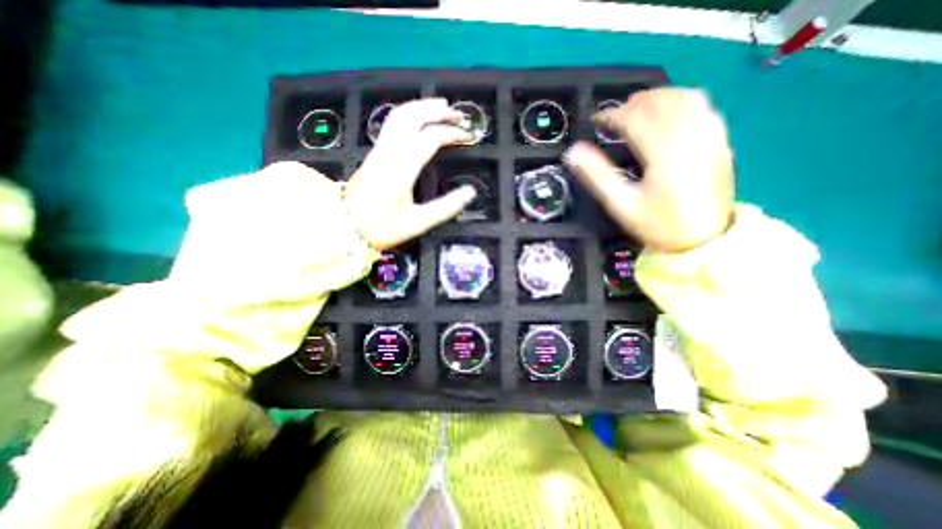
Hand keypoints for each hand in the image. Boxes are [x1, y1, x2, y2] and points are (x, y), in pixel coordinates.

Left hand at [346, 100, 478, 251]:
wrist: (346, 227)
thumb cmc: (383, 227)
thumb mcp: (418, 222)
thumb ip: (446, 207)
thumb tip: (470, 193)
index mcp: (402, 169)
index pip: (430, 138)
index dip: (451, 133)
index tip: (468, 137)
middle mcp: (389, 153)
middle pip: (412, 117)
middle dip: (437, 110)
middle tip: (457, 113)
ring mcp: (379, 150)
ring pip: (399, 115)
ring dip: (421, 107)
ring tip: (441, 108)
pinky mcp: (375, 153)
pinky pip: (392, 123)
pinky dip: (409, 114)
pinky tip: (418, 119)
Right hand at [562, 87, 730, 250]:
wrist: (703, 239)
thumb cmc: (658, 224)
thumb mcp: (621, 204)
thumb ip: (597, 175)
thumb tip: (573, 152)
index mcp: (664, 153)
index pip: (635, 118)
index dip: (612, 115)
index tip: (597, 121)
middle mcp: (690, 137)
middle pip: (659, 102)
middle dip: (631, 104)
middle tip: (612, 117)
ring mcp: (709, 135)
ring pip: (682, 97)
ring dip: (655, 97)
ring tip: (635, 109)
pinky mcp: (719, 139)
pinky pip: (701, 105)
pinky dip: (679, 99)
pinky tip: (667, 111)